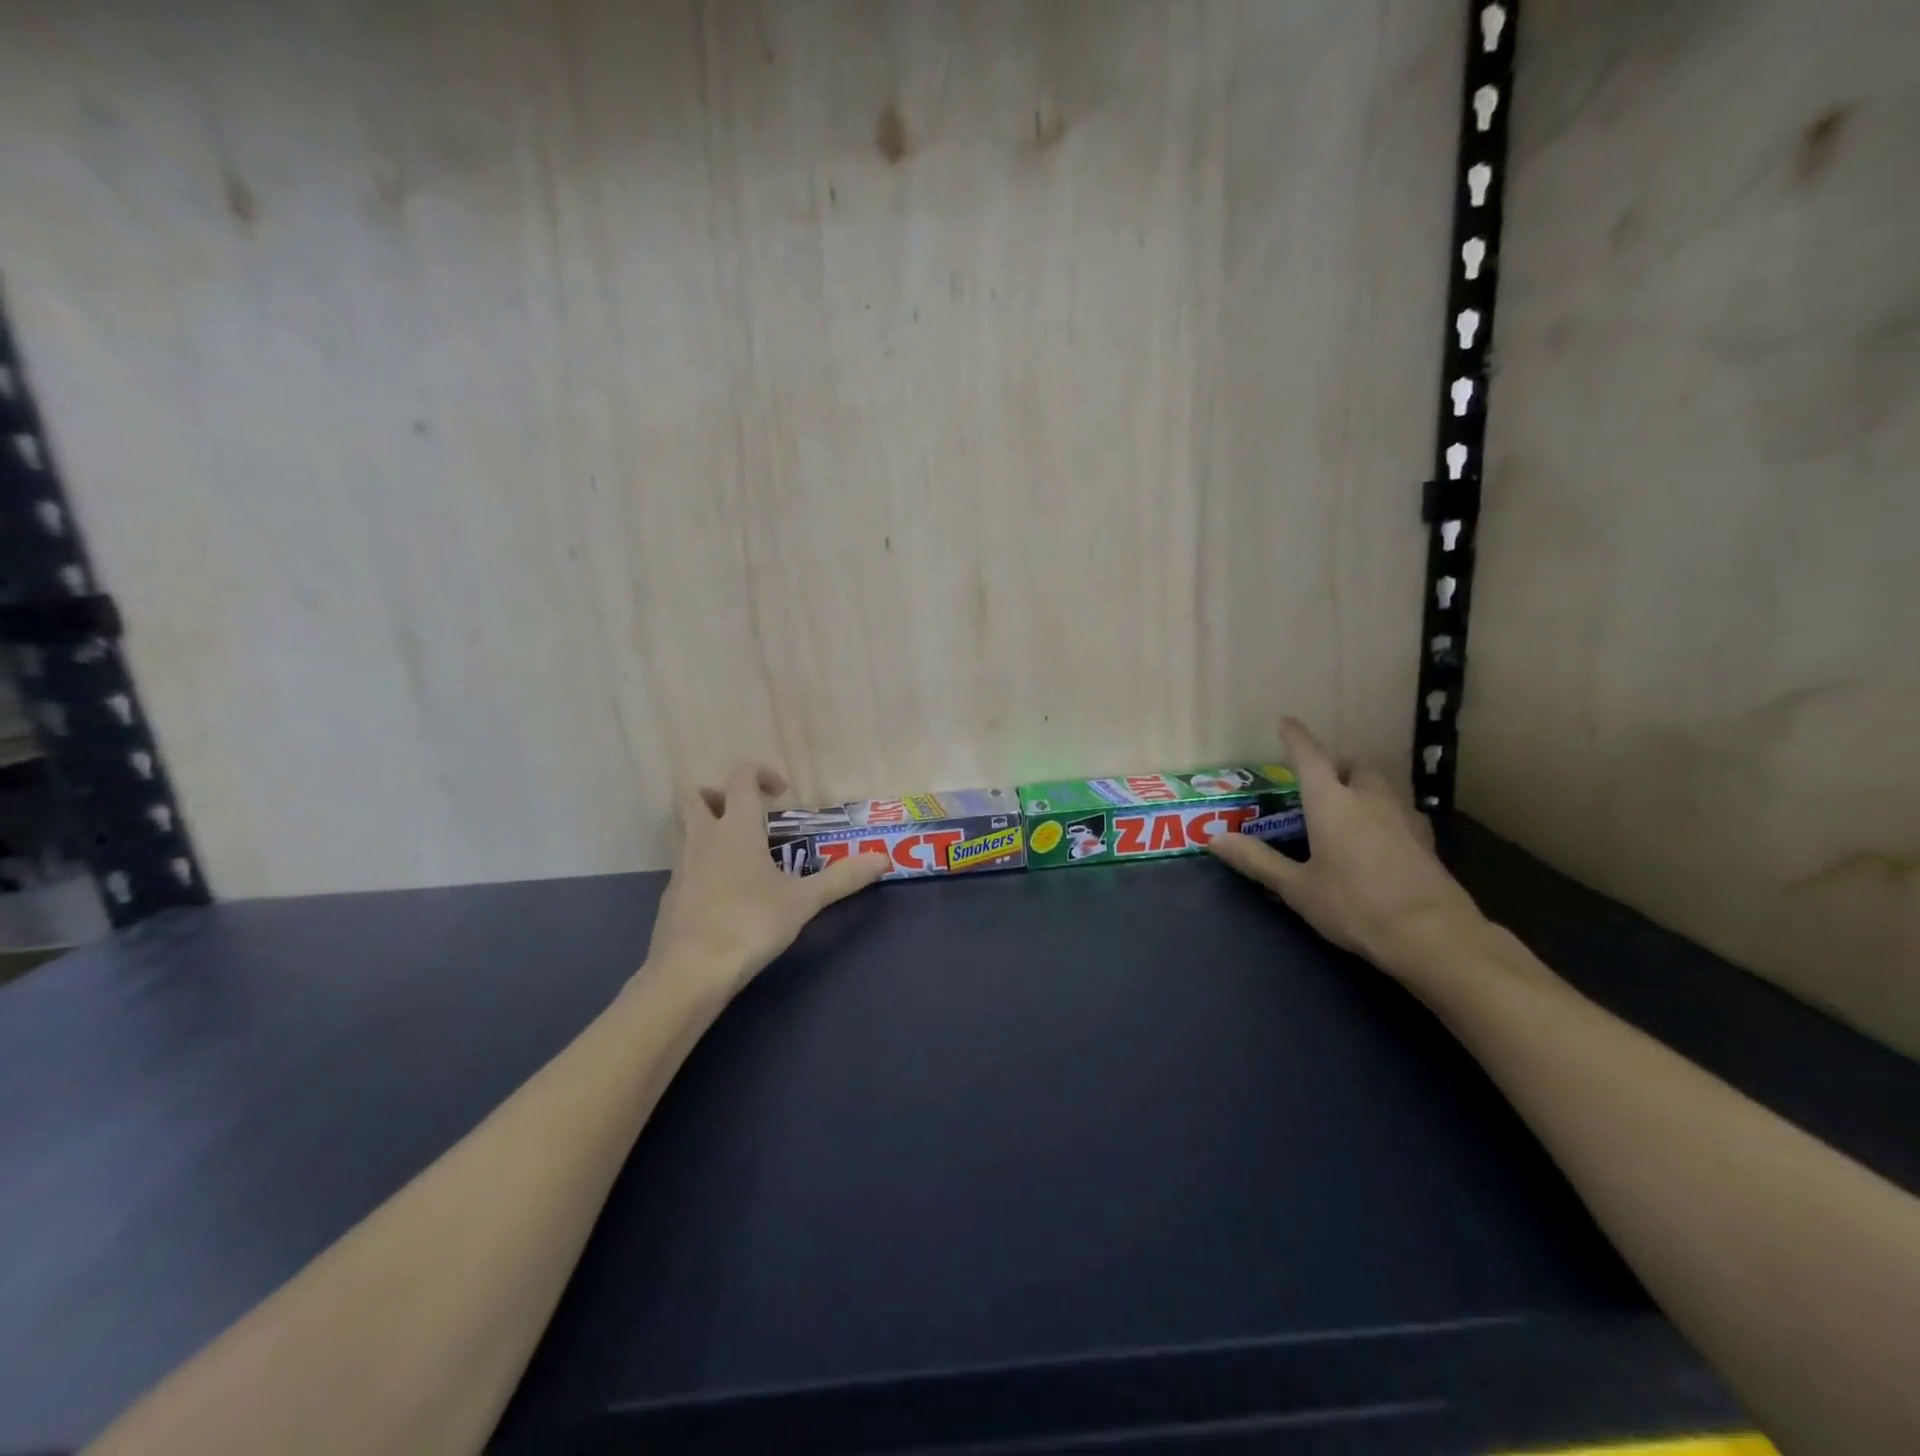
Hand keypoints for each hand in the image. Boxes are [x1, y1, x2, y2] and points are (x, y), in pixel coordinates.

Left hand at [647, 765, 889, 992]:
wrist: (691, 970)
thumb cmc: (751, 923)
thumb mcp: (804, 901)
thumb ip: (842, 878)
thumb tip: (883, 859)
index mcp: (737, 828)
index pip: (741, 779)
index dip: (761, 775)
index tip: (783, 794)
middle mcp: (704, 838)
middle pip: (694, 795)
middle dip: (718, 793)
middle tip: (747, 815)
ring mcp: (682, 866)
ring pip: (685, 829)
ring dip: (708, 828)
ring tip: (741, 854)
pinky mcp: (671, 895)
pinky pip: (685, 865)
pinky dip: (703, 865)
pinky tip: (726, 894)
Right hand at [1208, 718, 1485, 978]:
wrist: (1431, 935)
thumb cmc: (1354, 905)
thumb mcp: (1296, 887)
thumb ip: (1257, 860)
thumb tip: (1213, 839)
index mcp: (1331, 802)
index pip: (1310, 757)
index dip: (1296, 738)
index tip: (1286, 722)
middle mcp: (1368, 798)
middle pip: (1353, 765)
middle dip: (1335, 764)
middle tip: (1317, 779)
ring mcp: (1403, 817)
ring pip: (1381, 784)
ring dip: (1361, 784)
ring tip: (1346, 804)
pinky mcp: (1425, 839)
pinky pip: (1400, 809)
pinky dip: (1383, 810)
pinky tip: (1378, 834)